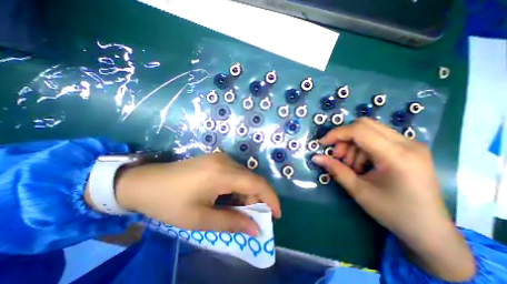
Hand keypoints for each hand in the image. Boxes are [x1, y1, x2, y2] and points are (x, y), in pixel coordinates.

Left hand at [85, 154, 278, 235]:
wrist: (146, 182)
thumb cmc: (169, 202)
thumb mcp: (200, 219)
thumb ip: (231, 222)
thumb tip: (255, 229)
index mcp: (222, 173)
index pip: (257, 183)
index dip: (270, 198)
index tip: (276, 215)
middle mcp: (226, 161)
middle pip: (252, 179)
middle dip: (257, 199)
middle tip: (251, 218)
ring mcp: (221, 157)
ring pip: (244, 176)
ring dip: (247, 193)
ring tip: (237, 210)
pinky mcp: (217, 159)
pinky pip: (236, 172)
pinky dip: (238, 187)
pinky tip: (228, 197)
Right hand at [314, 117, 475, 281]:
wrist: (429, 230)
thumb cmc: (393, 212)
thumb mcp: (358, 191)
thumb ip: (335, 170)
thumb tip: (315, 157)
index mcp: (397, 156)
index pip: (359, 130)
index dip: (336, 134)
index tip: (322, 144)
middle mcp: (408, 143)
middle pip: (364, 125)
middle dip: (344, 138)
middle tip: (338, 156)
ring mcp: (411, 144)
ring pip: (369, 130)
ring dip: (353, 144)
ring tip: (351, 165)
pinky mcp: (409, 148)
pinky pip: (377, 137)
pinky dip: (362, 147)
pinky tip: (362, 164)